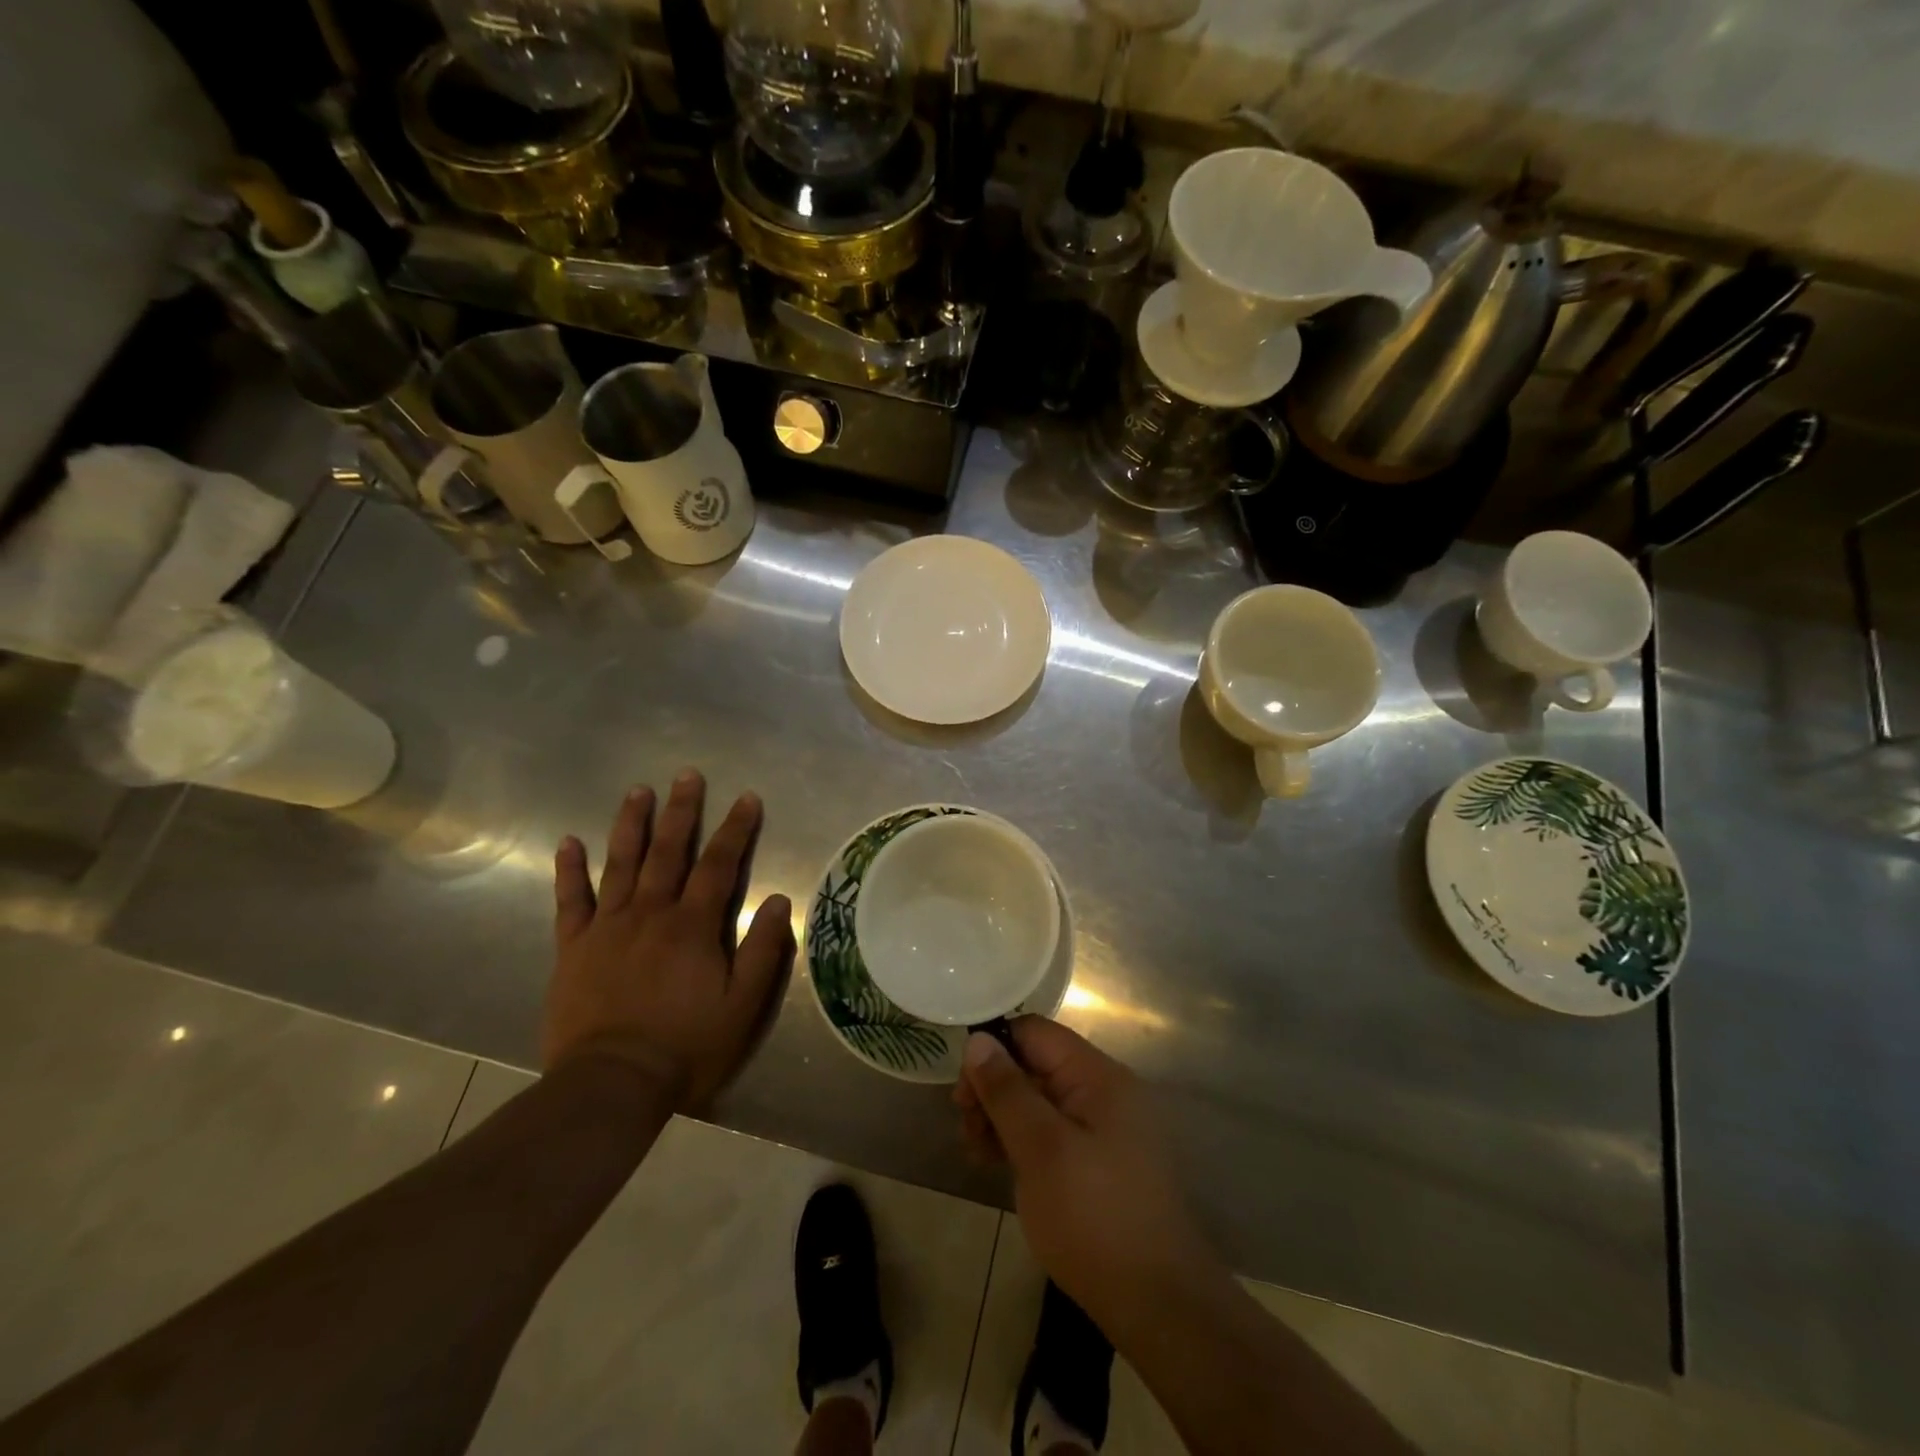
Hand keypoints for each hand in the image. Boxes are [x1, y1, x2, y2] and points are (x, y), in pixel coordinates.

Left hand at [544, 769, 792, 1109]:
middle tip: (687, 775)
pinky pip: (569, 901)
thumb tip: (779, 899)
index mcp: (692, 926)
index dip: (735, 829)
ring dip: (630, 825)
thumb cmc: (686, 1045)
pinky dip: (568, 870)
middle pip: (668, 851)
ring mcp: (607, 927)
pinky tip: (568, 842)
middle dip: (681, 811)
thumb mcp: (743, 1005)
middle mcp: (650, 913)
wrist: (611, 1084)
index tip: (746, 797)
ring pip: (620, 864)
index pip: (719, 865)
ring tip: (638, 790)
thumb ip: (763, 949)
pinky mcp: (573, 948)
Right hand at [954, 1018, 1218, 1337]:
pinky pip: (1054, 1132)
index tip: (962, 1090)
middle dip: (994, 1089)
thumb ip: (1007, 1090)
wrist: (1159, 1305)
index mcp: (1098, 1075)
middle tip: (965, 1127)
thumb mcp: (1040, 1148)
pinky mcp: (1101, 1162)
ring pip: (1041, 1101)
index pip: (1035, 1033)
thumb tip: (977, 1039)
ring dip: (1003, 1117)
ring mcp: (1105, 1128)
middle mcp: (1105, 1091)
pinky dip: (1023, 1141)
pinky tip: (998, 1164)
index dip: (994, 1050)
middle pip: (1036, 1065)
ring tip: (976, 1152)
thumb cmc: (1094, 1217)